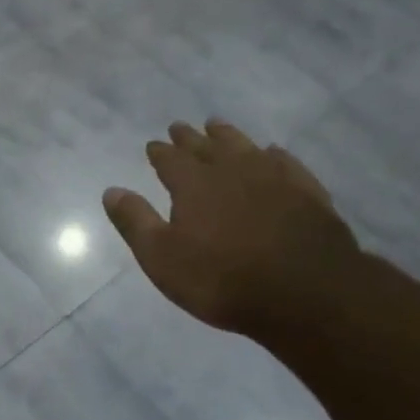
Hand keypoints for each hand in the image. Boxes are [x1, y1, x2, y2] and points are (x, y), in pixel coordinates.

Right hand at [103, 119, 358, 338]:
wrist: (307, 293)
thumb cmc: (223, 279)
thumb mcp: (162, 258)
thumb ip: (136, 222)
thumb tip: (112, 191)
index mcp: (193, 184)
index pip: (170, 159)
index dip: (159, 152)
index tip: (152, 144)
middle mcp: (231, 171)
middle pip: (206, 146)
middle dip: (189, 137)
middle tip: (180, 127)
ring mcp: (273, 178)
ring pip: (245, 147)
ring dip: (228, 136)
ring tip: (218, 126)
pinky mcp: (307, 193)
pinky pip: (286, 163)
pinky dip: (274, 155)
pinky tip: (272, 153)